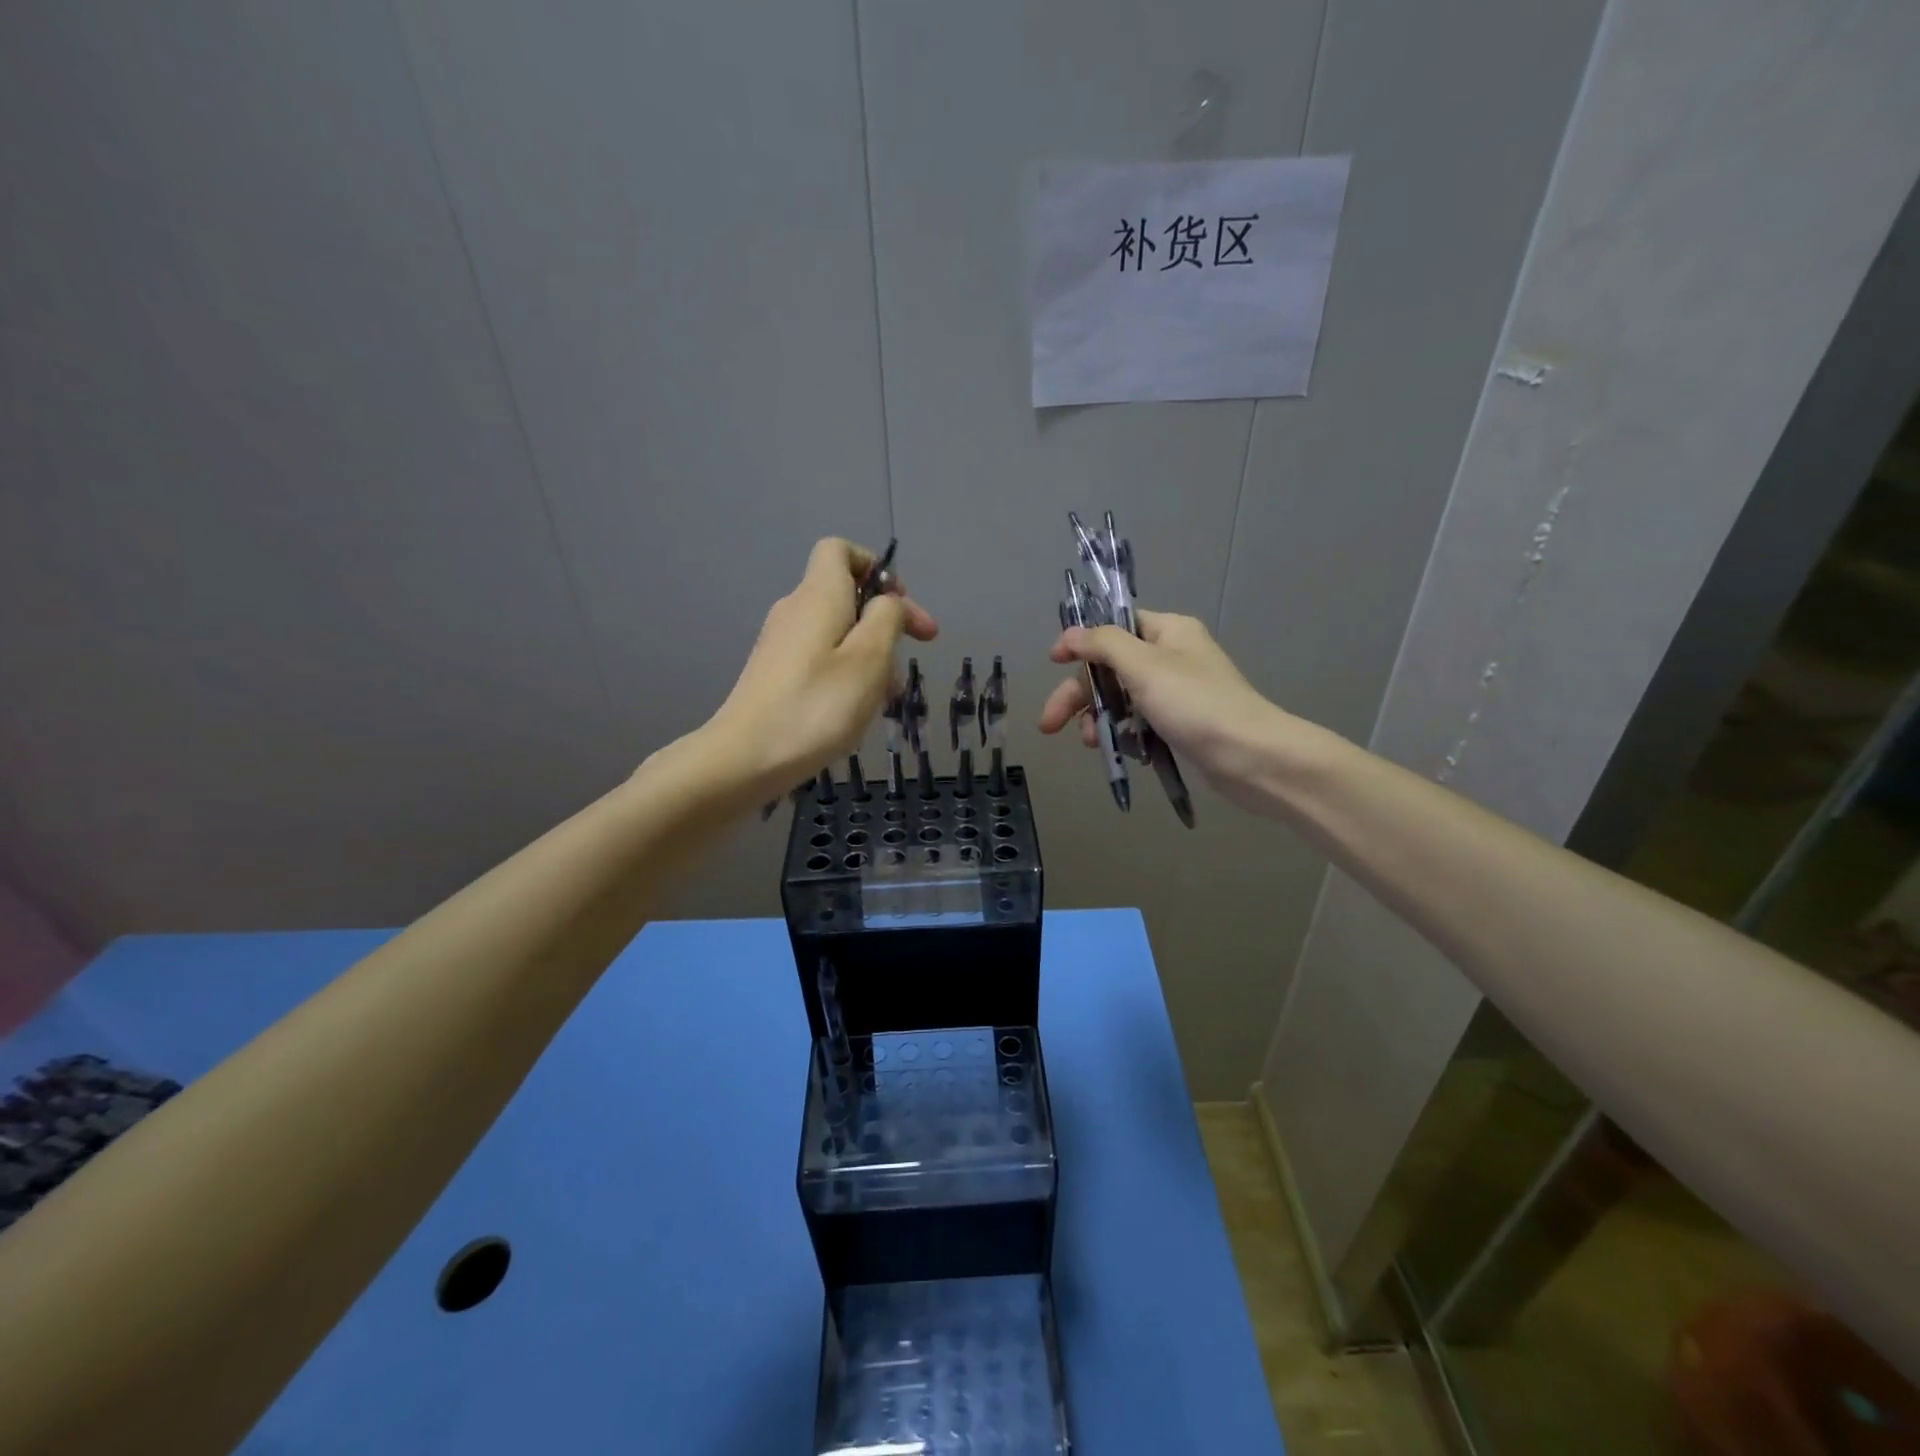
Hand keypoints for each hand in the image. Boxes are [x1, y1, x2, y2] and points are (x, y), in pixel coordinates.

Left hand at [706, 538, 936, 797]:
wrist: (745, 758)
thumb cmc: (817, 706)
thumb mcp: (869, 659)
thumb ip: (886, 619)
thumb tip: (888, 601)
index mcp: (818, 596)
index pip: (839, 550)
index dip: (875, 567)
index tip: (900, 605)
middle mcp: (795, 610)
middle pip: (845, 595)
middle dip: (884, 621)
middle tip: (916, 654)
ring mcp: (780, 644)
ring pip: (836, 633)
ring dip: (869, 655)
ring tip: (887, 697)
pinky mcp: (774, 674)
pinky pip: (819, 658)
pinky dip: (846, 674)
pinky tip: (855, 711)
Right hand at [1039, 610, 1298, 811]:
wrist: (1250, 757)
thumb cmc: (1195, 704)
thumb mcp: (1144, 666)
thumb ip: (1103, 645)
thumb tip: (1070, 634)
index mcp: (1169, 631)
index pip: (1115, 627)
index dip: (1082, 643)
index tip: (1053, 663)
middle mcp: (1172, 656)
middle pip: (1111, 667)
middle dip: (1080, 695)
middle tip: (1050, 724)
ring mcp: (1177, 692)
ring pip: (1122, 698)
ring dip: (1099, 718)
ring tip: (1090, 743)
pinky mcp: (1180, 724)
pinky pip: (1139, 722)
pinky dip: (1123, 733)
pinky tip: (1117, 750)